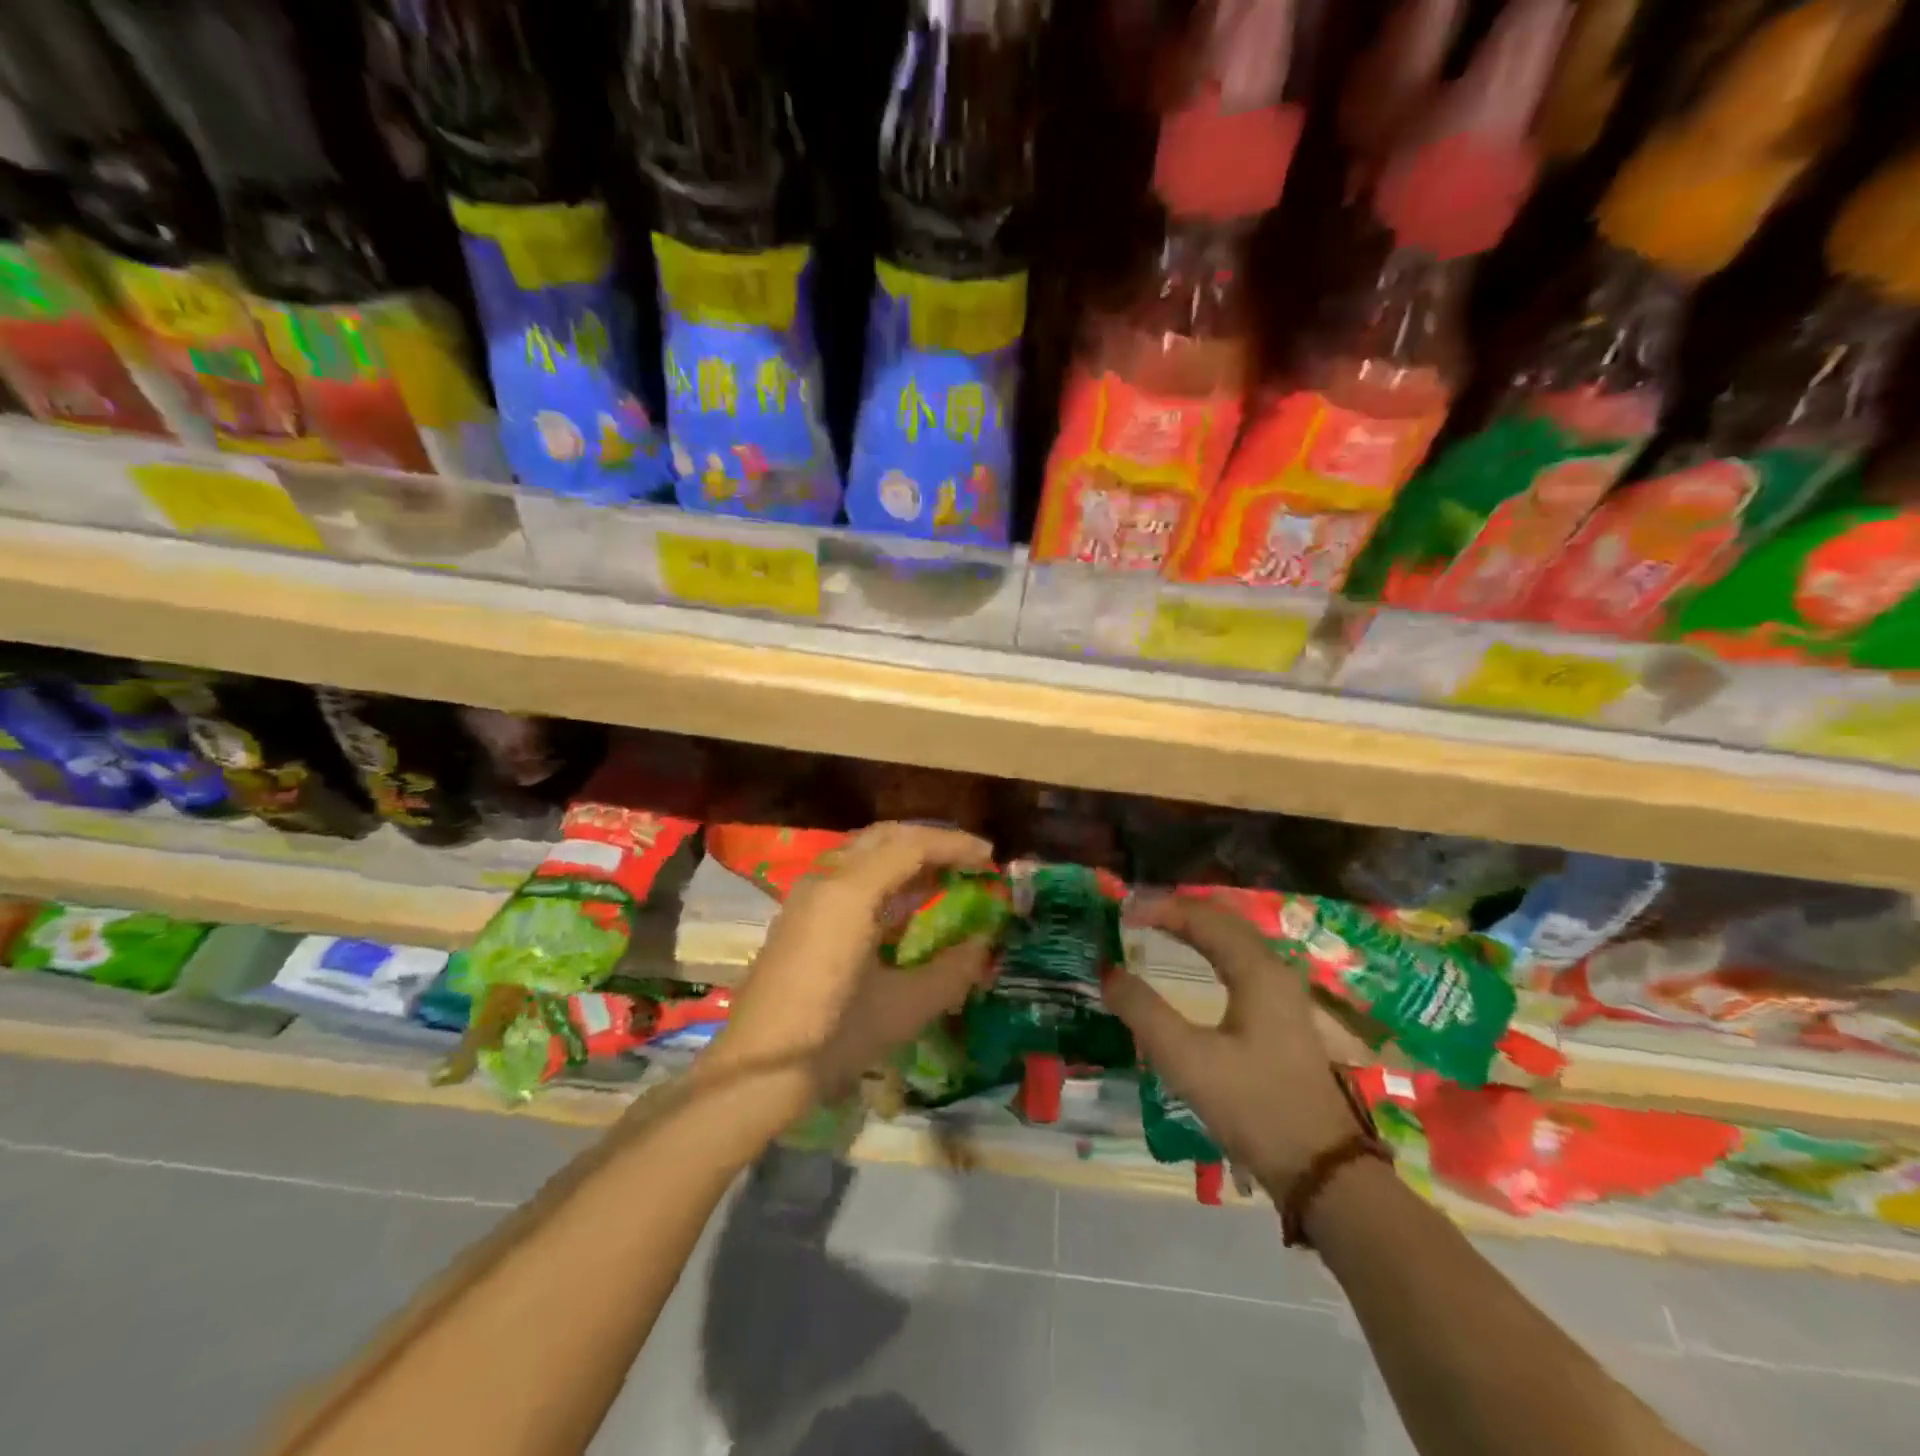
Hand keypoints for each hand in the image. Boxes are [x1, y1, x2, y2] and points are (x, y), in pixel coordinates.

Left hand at [708, 822, 995, 1113]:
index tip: (989, 857)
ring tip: (944, 875)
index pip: (911, 845)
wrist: (755, 1070)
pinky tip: (904, 902)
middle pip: (885, 837)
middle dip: (930, 840)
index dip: (955, 845)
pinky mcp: (800, 914)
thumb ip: (952, 971)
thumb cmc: (833, 1037)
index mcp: (851, 891)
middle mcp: (827, 879)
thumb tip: (985, 945)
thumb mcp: (904, 1008)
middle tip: (968, 859)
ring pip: (864, 851)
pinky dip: (883, 874)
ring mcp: (808, 894)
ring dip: (905, 855)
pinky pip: (849, 873)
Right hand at [1102, 895, 1364, 1198]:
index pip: (1202, 917)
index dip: (1159, 907)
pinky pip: (1239, 959)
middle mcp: (1273, 969)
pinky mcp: (1282, 1014)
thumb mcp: (1187, 1060)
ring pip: (1233, 938)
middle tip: (1133, 913)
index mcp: (1256, 970)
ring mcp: (1283, 992)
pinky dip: (1208, 948)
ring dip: (1193, 927)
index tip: (1120, 911)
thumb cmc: (1254, 1107)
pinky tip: (1191, 963)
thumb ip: (1143, 1011)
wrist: (1322, 1169)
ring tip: (1153, 928)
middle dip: (1176, 909)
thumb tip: (1107, 971)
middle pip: (1221, 919)